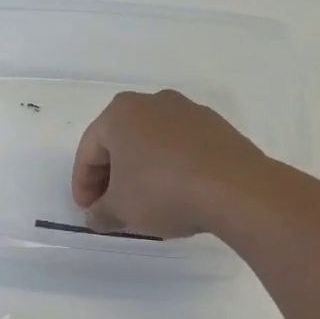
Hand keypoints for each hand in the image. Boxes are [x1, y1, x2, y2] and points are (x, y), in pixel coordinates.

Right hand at [72, 89, 272, 238]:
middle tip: (112, 207)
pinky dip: (171, 168)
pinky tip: (176, 194)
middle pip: (120, 143)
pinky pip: (181, 148)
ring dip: (142, 171)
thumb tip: (96, 216)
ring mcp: (189, 111)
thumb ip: (100, 213)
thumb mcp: (120, 210)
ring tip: (145, 203)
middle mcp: (152, 102)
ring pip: (152, 144)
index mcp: (120, 113)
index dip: (83, 185)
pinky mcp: (217, 127)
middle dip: (112, 176)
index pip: (88, 151)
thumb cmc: (163, 191)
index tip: (88, 211)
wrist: (237, 190)